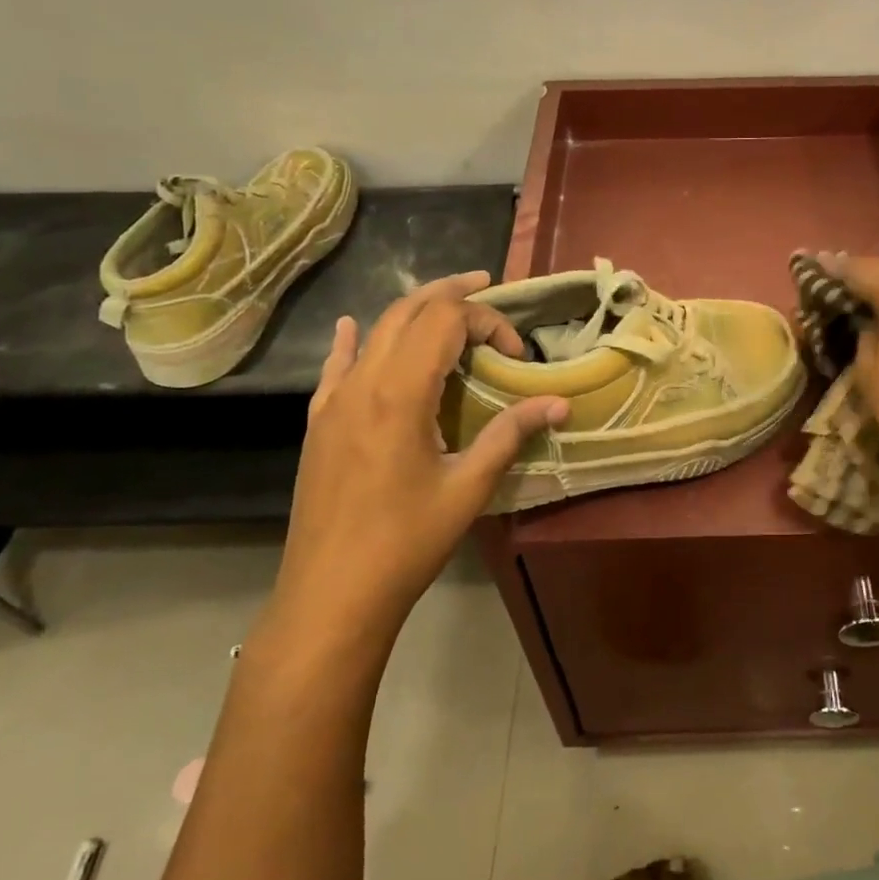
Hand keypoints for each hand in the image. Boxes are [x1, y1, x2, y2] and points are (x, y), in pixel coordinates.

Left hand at [264, 273, 566, 646]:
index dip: (487, 322)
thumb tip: (559, 403)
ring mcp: (334, 402)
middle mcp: (363, 383)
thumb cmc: (406, 542)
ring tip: (447, 303)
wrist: (331, 593)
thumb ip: (510, 434)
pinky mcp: (319, 423)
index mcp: (400, 393)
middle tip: (487, 286)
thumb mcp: (468, 487)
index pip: (446, 321)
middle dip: (451, 293)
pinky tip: (350, 328)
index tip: (515, 355)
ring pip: (374, 331)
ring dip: (413, 311)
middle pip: (408, 312)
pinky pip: (336, 367)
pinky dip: (353, 341)